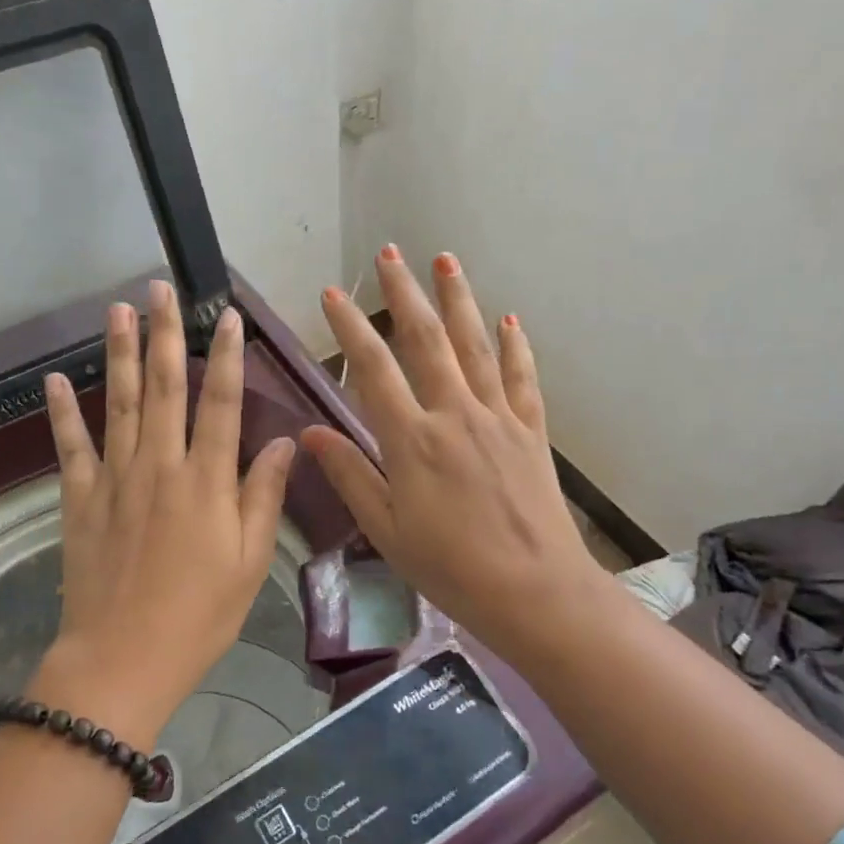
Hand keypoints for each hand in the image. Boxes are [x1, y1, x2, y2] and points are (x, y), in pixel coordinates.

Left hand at [29, 280, 296, 747]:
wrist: (122, 659)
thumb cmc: (199, 615)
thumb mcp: (249, 561)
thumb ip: (263, 495)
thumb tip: (286, 442)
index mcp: (206, 481)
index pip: (220, 403)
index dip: (226, 356)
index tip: (227, 316)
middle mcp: (160, 466)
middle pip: (163, 388)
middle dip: (164, 334)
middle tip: (160, 288)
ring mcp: (115, 478)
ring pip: (117, 403)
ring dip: (117, 353)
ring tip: (117, 309)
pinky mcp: (80, 499)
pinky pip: (70, 446)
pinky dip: (61, 412)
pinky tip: (53, 378)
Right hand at [301, 247, 612, 662]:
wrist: (534, 590)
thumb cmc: (450, 567)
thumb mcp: (386, 529)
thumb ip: (349, 474)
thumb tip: (310, 431)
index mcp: (411, 440)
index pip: (372, 369)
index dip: (350, 327)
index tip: (333, 293)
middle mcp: (454, 414)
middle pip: (426, 341)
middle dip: (404, 293)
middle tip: (390, 252)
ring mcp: (497, 418)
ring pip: (474, 346)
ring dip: (458, 300)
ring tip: (445, 260)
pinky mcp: (530, 431)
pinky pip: (521, 378)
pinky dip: (514, 346)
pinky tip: (509, 319)